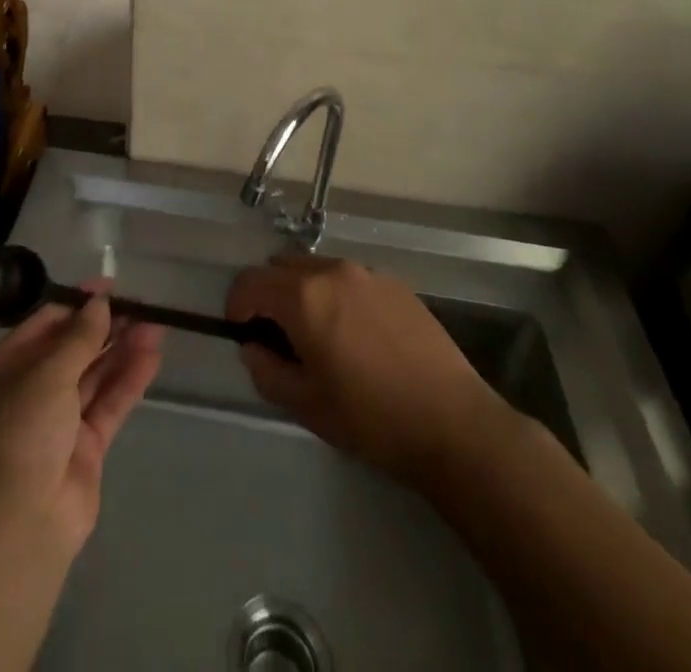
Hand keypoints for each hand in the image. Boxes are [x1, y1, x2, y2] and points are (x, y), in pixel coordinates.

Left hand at [0, 281, 164, 553]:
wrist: (22, 524)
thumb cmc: (22, 432)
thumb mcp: (47, 373)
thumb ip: (79, 336)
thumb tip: (100, 302)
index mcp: (5, 368)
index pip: (44, 323)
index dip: (77, 302)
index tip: (110, 286)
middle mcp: (30, 390)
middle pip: (73, 348)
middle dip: (106, 326)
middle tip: (141, 305)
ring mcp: (58, 420)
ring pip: (94, 374)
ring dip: (123, 349)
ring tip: (156, 324)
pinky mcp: (85, 446)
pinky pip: (108, 403)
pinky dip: (129, 380)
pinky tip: (152, 356)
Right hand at [226, 255, 511, 488]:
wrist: (453, 423)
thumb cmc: (371, 418)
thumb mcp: (306, 405)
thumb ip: (267, 370)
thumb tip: (254, 347)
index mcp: (304, 297)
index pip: (250, 283)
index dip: (237, 306)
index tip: (243, 334)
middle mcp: (332, 271)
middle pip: (280, 267)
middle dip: (269, 295)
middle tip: (278, 336)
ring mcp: (367, 273)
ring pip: (316, 268)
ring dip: (303, 291)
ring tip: (319, 335)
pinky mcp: (394, 283)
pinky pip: (349, 278)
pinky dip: (336, 295)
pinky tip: (357, 336)